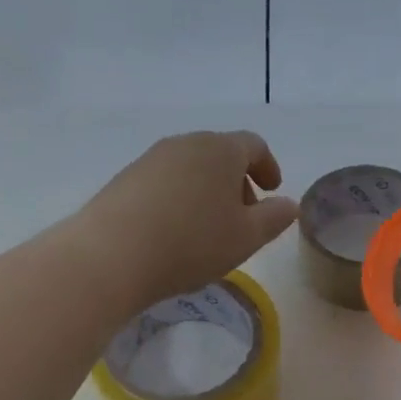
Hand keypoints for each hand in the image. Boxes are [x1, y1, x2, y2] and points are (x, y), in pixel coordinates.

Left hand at [73, 130, 298, 311]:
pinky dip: (179, 199)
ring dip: (207, 191)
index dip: (268, 166)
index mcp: (220, 149)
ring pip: (191, 168)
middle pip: (220, 153)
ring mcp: (150, 159)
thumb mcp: (246, 237)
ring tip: (208, 228)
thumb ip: (274, 218)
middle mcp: (185, 144)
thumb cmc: (192, 243)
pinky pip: (164, 182)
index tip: (273, 190)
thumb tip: (289, 204)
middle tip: (243, 215)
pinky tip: (174, 232)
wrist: (111, 255)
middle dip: (236, 181)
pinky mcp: (125, 179)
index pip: (254, 145)